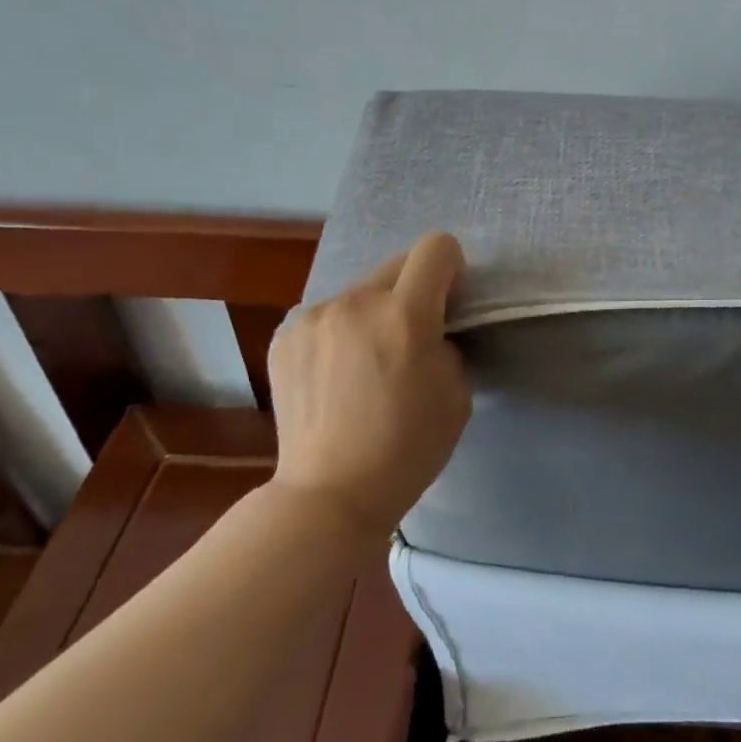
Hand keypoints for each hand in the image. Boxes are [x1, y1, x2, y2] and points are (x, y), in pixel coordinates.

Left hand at [268, 232, 472, 537]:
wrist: (329, 494)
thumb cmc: (407, 449)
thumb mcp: (456, 394)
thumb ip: (448, 344)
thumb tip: (430, 330)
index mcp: (405, 315)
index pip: (437, 248)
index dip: (452, 268)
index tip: (450, 301)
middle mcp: (355, 302)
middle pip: (397, 264)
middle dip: (413, 291)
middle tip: (410, 339)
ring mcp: (313, 317)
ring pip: (359, 292)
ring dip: (373, 313)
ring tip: (366, 363)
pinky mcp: (284, 336)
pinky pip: (327, 316)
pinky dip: (339, 332)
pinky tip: (334, 376)